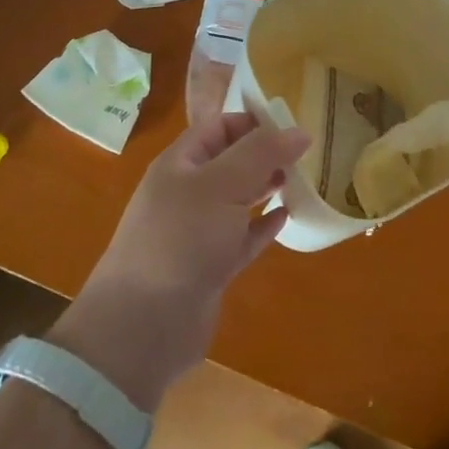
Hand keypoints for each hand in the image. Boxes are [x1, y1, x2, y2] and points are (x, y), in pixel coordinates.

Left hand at [49, 115, 306, 410]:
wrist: (143, 326)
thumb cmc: (181, 240)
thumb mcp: (222, 185)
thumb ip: (262, 153)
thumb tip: (301, 131)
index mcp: (181, 164)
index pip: (220, 127)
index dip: (255, 122)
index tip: (294, 126)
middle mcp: (188, 192)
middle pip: (231, 161)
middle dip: (265, 154)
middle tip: (306, 155)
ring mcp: (198, 232)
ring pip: (238, 199)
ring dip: (267, 188)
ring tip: (302, 180)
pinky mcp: (210, 267)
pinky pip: (242, 237)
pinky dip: (263, 226)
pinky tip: (286, 218)